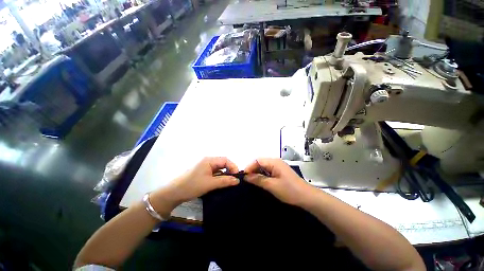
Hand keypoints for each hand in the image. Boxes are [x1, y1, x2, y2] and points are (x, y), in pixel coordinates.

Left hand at [151, 157, 239, 213]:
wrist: (174, 193)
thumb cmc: (192, 185)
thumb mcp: (210, 184)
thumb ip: (225, 181)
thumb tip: (237, 180)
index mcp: (209, 160)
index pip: (225, 160)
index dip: (233, 166)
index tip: (237, 176)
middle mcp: (208, 161)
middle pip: (223, 163)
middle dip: (230, 170)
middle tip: (234, 180)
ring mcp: (205, 166)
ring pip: (219, 168)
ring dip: (225, 174)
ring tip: (229, 182)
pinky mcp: (203, 172)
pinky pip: (214, 172)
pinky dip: (219, 177)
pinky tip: (221, 183)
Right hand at [244, 158, 314, 206]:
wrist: (307, 197)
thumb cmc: (289, 190)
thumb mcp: (272, 185)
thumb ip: (258, 179)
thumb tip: (246, 176)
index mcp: (274, 162)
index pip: (257, 160)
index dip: (249, 167)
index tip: (244, 176)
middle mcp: (275, 161)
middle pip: (260, 162)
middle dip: (252, 170)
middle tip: (247, 180)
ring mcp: (278, 166)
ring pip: (263, 167)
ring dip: (257, 173)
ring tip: (252, 181)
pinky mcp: (279, 171)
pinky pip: (268, 170)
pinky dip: (262, 175)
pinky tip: (260, 181)